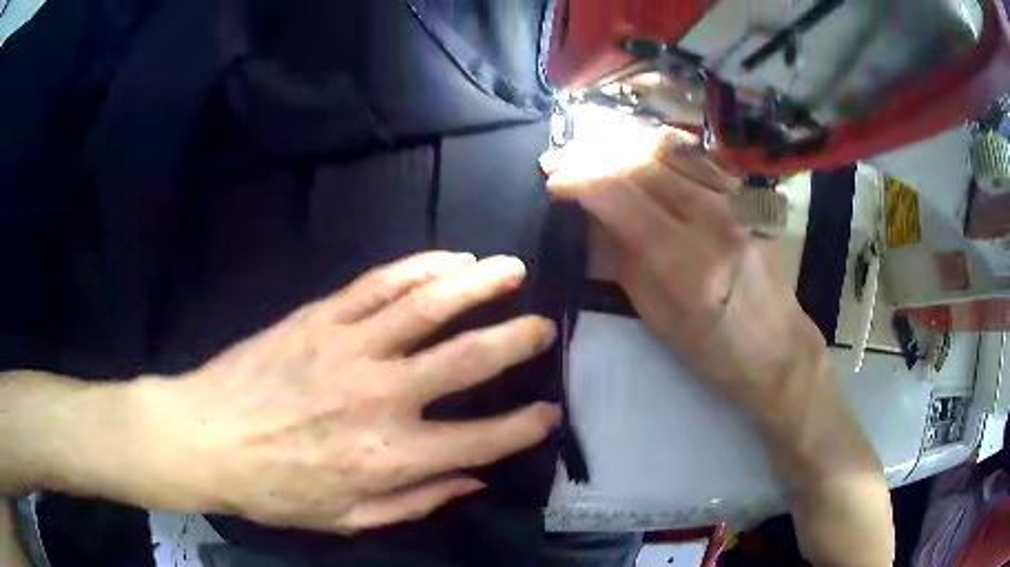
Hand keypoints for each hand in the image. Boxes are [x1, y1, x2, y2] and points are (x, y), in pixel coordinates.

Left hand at [140, 252, 559, 533]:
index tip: (549, 411)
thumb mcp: (349, 518)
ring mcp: (348, 348)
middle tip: (544, 326)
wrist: (206, 438)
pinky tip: (448, 260)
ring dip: (477, 285)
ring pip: (427, 306)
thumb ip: (416, 501)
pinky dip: (420, 268)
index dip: (523, 426)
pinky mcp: (320, 317)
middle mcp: (379, 396)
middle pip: (465, 360)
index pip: (480, 440)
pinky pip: (379, 284)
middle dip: (515, 341)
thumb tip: (473, 480)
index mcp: (389, 457)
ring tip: (510, 271)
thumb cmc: (275, 490)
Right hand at [540, 121, 824, 412]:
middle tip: (559, 161)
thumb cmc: (717, 351)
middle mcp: (712, 218)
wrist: (779, 347)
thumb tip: (594, 218)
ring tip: (589, 150)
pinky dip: (657, 145)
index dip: (578, 181)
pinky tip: (637, 149)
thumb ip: (625, 262)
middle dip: (590, 155)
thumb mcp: (660, 321)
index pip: (620, 196)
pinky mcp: (744, 196)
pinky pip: (695, 154)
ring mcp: (733, 200)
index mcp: (686, 261)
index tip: (552, 184)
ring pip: (667, 148)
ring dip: (619, 143)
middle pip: (640, 162)